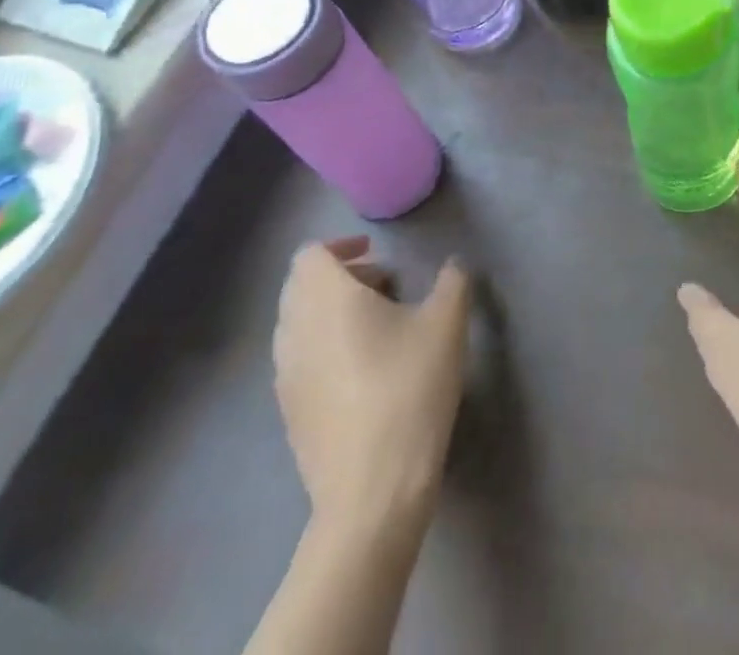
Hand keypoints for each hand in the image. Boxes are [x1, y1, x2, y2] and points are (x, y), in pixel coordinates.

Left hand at [273, 237, 470, 528]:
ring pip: (298, 324)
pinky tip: (364, 372)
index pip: (311, 254)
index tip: (377, 255)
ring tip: (378, 327)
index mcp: (326, 299)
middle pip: (300, 286)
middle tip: (383, 286)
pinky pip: (299, 360)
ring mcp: (285, 376)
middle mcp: (295, 331)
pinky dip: (324, 347)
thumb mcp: (447, 324)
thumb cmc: (409, 390)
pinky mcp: (289, 413)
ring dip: (330, 313)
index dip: (341, 246)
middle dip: (339, 277)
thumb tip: (452, 266)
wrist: (371, 492)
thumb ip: (452, 281)